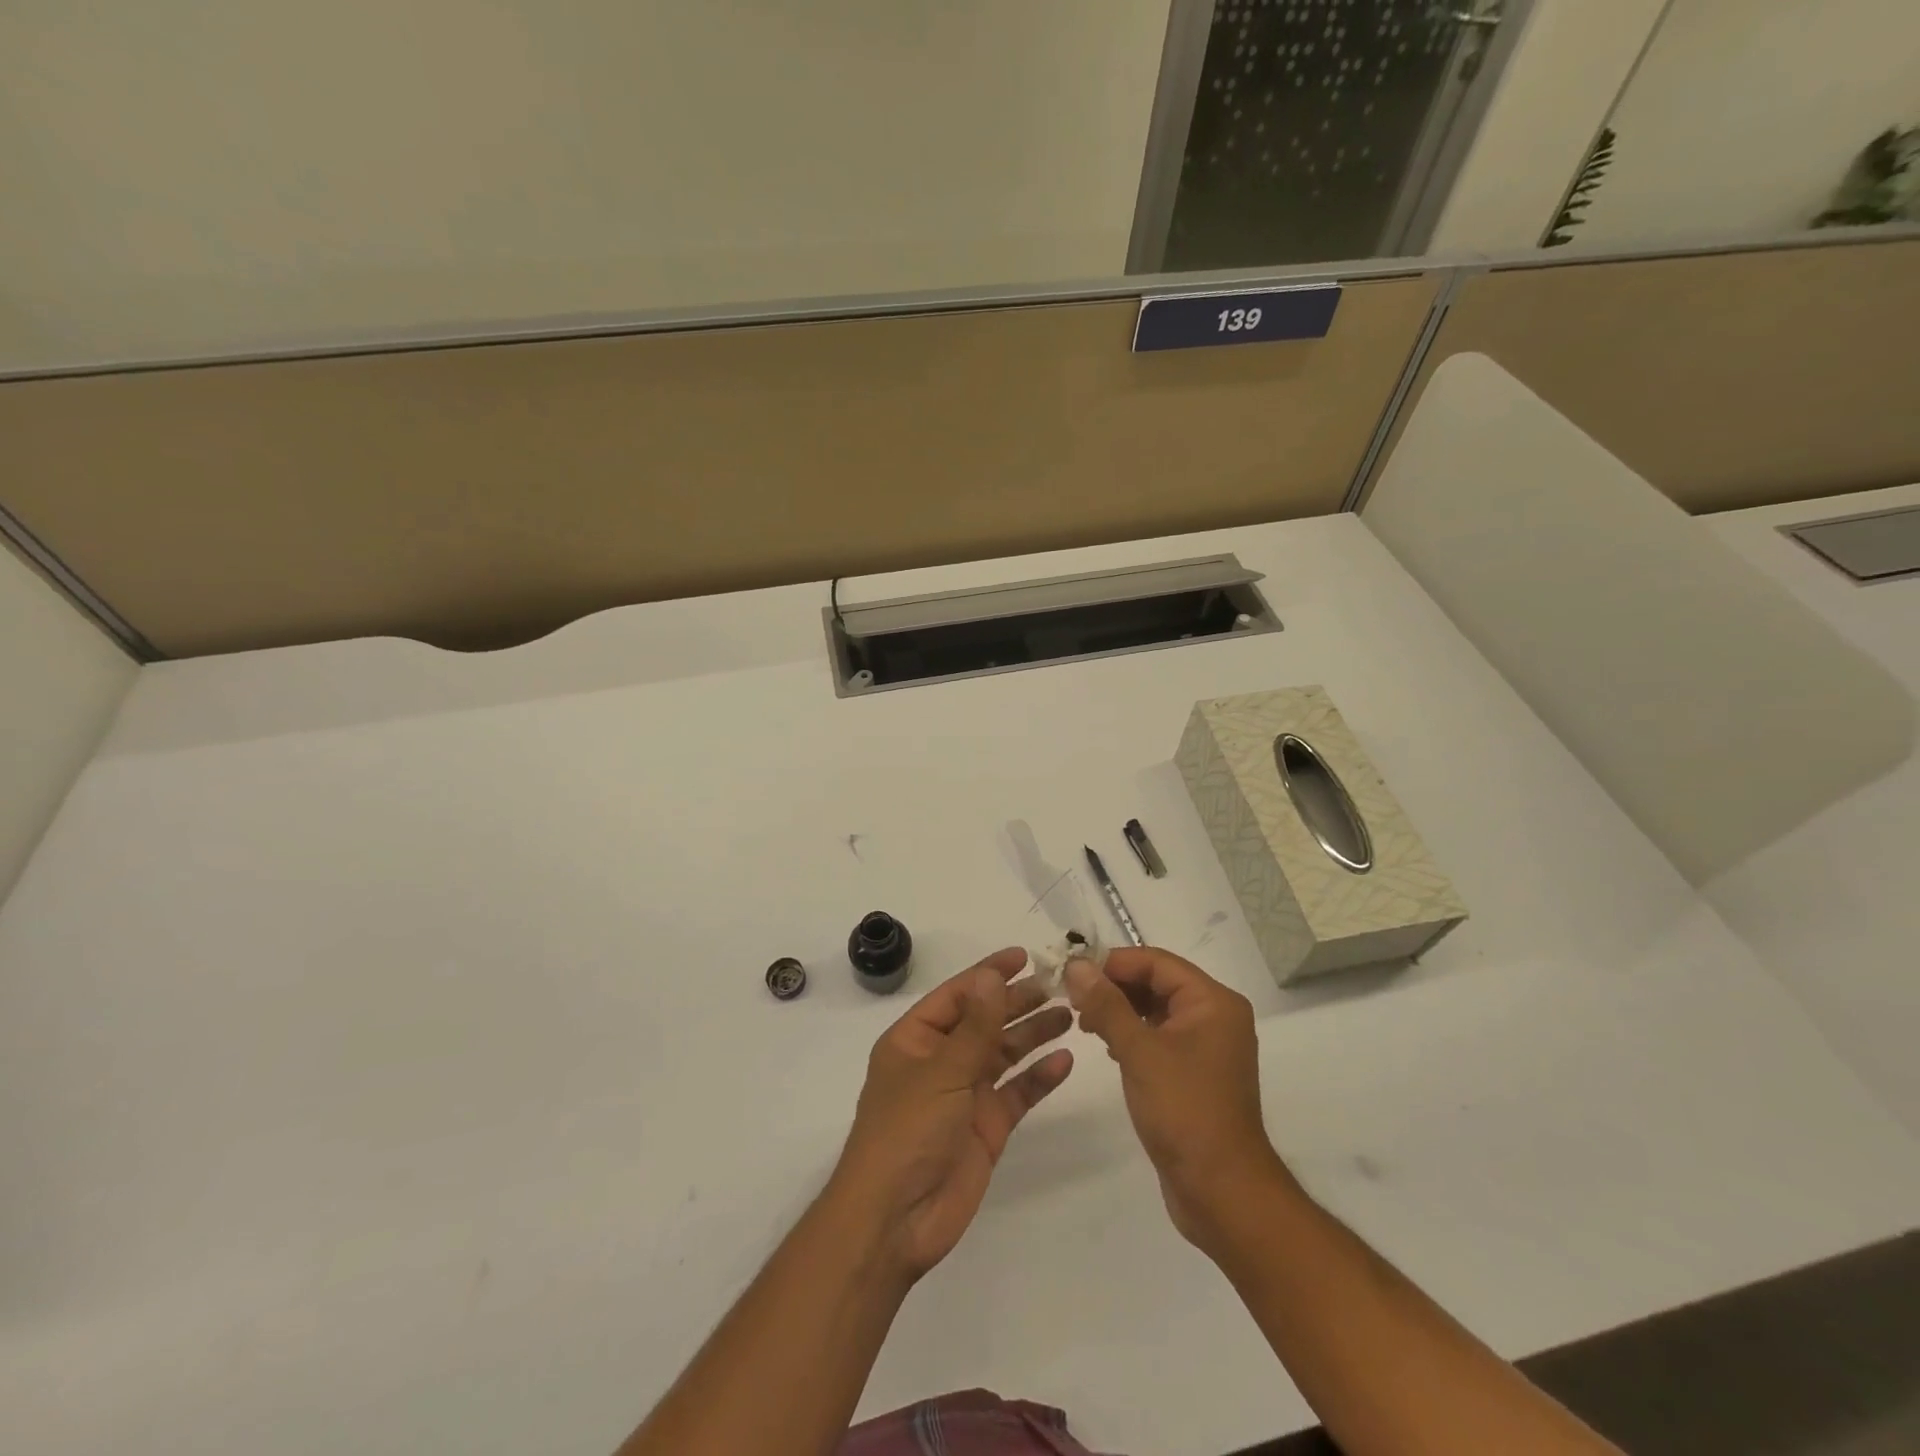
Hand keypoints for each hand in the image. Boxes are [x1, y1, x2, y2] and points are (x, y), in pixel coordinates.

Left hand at [829, 948, 1073, 1281]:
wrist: (896, 1219)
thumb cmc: (907, 1131)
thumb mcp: (942, 1071)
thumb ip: (975, 1026)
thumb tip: (992, 975)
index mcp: (916, 1039)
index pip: (957, 994)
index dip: (988, 973)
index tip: (1024, 956)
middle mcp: (941, 1060)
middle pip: (985, 1021)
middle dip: (1018, 1001)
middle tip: (1059, 984)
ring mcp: (965, 1094)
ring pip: (1004, 1054)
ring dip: (1033, 1033)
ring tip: (1070, 1014)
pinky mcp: (986, 1126)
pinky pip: (1017, 1093)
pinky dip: (1039, 1077)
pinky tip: (1065, 1061)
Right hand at [1065, 947, 1288, 1249]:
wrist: (1223, 1193)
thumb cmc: (1185, 1111)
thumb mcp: (1139, 1052)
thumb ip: (1106, 1004)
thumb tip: (1076, 965)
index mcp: (1213, 1002)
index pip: (1157, 962)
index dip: (1114, 963)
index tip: (1073, 973)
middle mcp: (1215, 1016)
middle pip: (1157, 982)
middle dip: (1114, 986)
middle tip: (1073, 999)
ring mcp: (1207, 1047)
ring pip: (1156, 1010)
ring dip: (1120, 1010)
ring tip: (1084, 1023)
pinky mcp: (1195, 1073)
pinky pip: (1160, 1037)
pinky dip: (1132, 1035)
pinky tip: (1108, 1048)